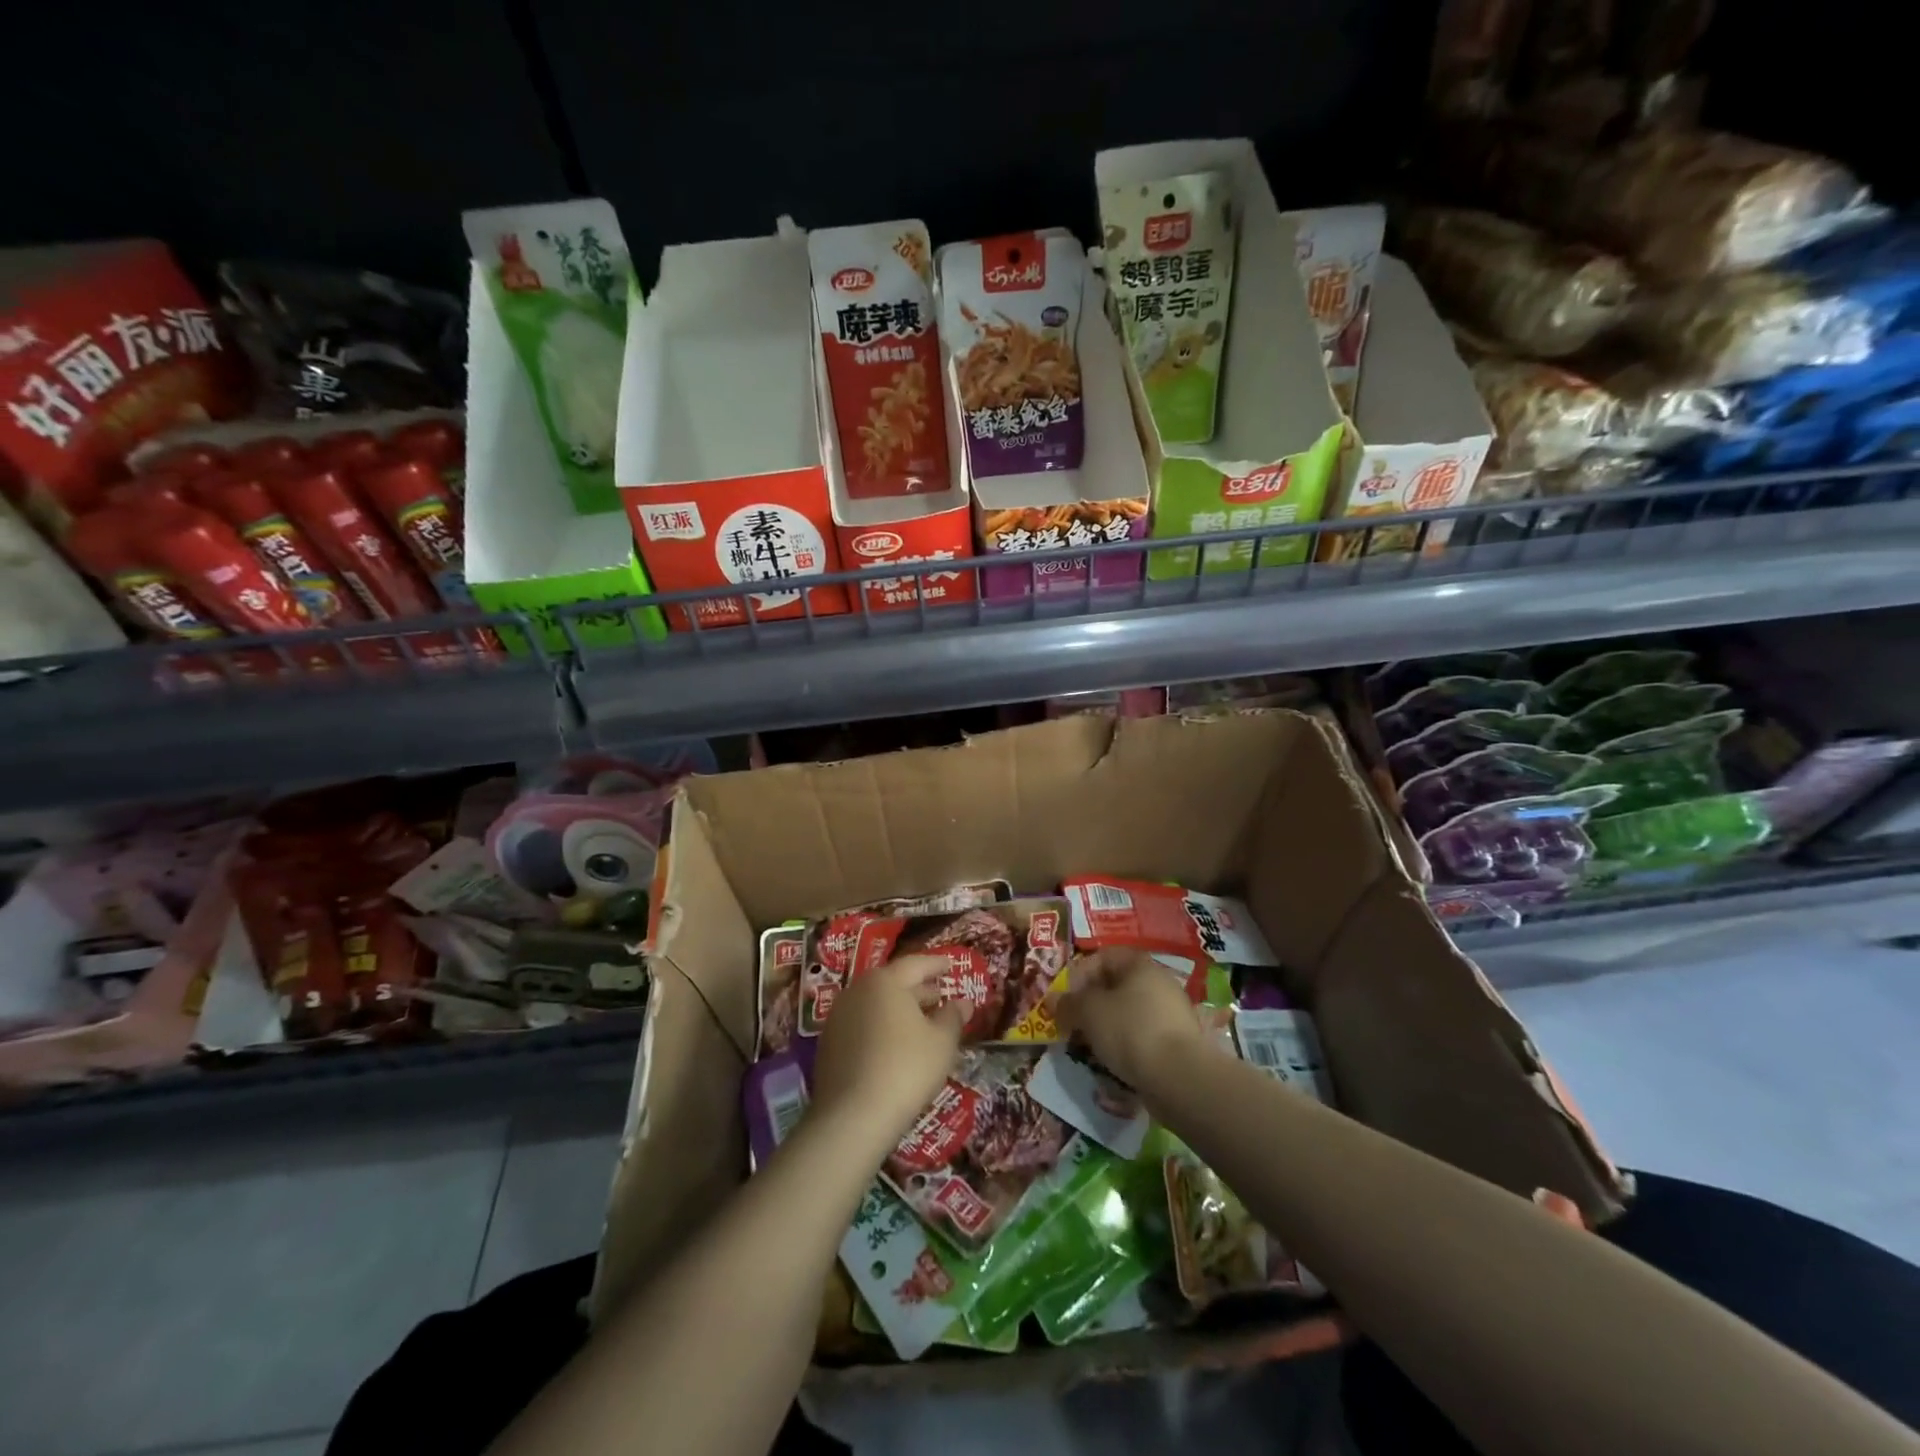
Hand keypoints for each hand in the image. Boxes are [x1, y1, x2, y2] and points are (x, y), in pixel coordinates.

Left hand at [812, 955, 967, 1150]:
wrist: (852, 1116)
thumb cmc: (906, 1068)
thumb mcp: (942, 1042)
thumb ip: (953, 1017)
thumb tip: (962, 1003)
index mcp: (885, 981)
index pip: (915, 964)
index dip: (936, 964)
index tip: (950, 965)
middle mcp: (857, 991)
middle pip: (892, 983)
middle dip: (917, 989)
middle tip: (938, 995)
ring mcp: (838, 1018)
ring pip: (875, 1005)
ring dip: (898, 1010)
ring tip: (919, 1023)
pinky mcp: (828, 1045)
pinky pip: (861, 1025)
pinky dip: (880, 1028)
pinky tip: (894, 1046)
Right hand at [1055, 947, 1208, 1087]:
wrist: (1180, 1078)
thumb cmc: (1130, 1030)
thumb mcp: (1089, 1012)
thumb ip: (1068, 1003)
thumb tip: (1053, 1000)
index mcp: (1139, 964)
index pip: (1102, 957)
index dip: (1079, 974)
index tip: (1065, 999)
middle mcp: (1159, 982)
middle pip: (1116, 986)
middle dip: (1090, 1004)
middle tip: (1073, 1024)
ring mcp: (1171, 1013)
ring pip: (1128, 1013)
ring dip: (1106, 1026)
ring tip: (1090, 1046)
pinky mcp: (1178, 1042)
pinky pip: (1143, 1036)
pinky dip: (1125, 1045)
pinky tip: (1114, 1061)